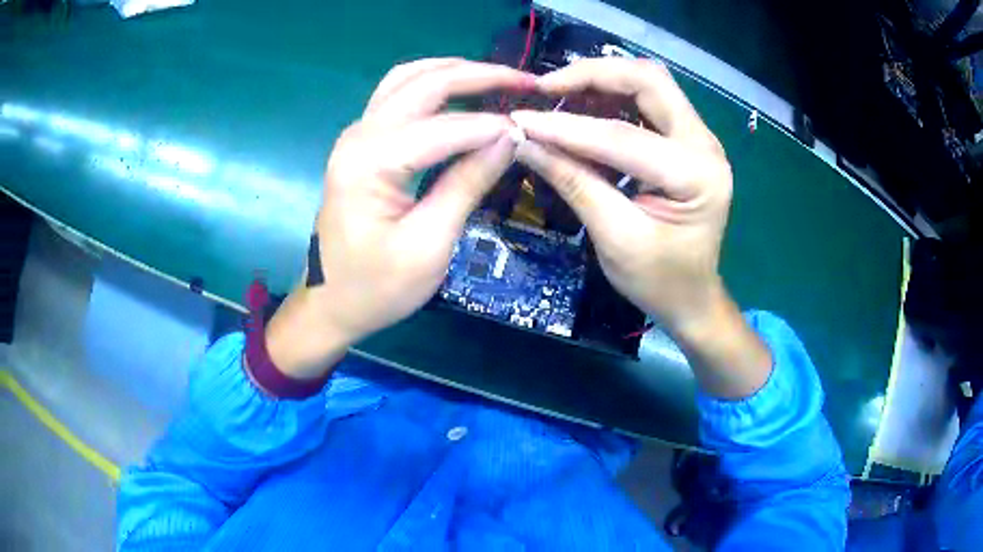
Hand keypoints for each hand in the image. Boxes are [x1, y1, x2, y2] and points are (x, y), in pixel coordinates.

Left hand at [266, 59, 532, 377]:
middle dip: (480, 76)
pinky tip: (462, 93)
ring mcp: (356, 135)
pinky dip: (434, 85)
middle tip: (527, 82)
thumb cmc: (378, 287)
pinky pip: (399, 95)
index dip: (493, 125)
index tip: (532, 129)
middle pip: (424, 83)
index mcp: (370, 163)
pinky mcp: (361, 142)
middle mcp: (359, 135)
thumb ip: (468, 183)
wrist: (331, 303)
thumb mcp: (430, 245)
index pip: (444, 127)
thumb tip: (510, 137)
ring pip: (409, 79)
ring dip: (455, 72)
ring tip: (499, 80)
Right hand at [511, 57, 729, 330]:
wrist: (694, 297)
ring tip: (558, 96)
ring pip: (649, 83)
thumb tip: (524, 141)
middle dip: (593, 75)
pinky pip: (649, 101)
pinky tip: (583, 109)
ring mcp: (700, 138)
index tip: (519, 119)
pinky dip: (613, 97)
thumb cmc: (660, 281)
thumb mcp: (615, 239)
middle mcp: (705, 145)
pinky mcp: (688, 140)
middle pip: (649, 80)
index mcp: (696, 176)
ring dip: (602, 81)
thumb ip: (574, 183)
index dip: (565, 127)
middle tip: (545, 88)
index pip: (622, 137)